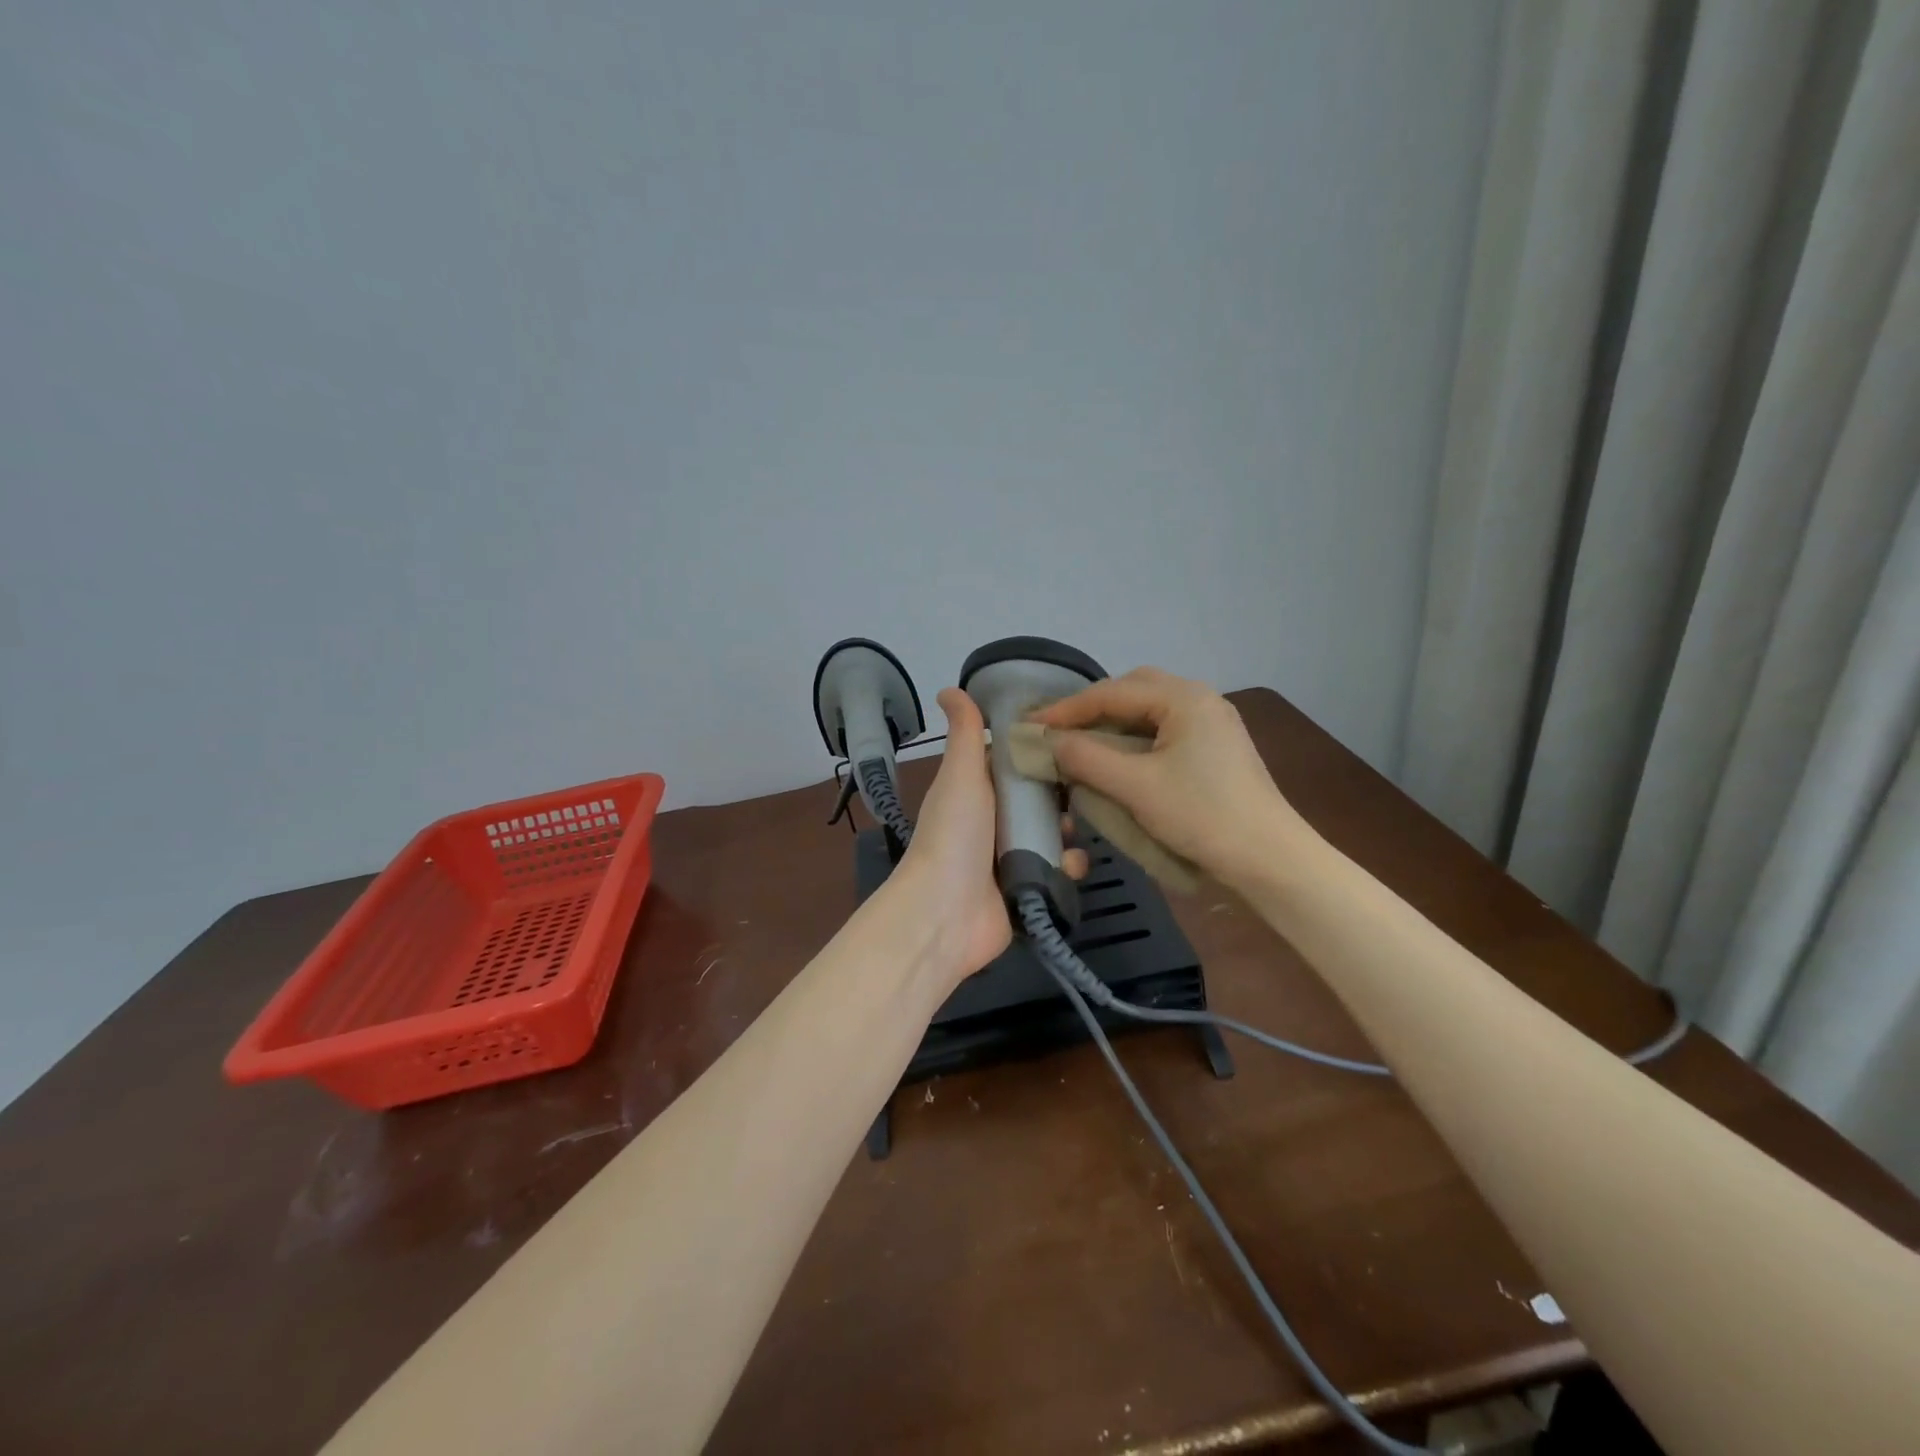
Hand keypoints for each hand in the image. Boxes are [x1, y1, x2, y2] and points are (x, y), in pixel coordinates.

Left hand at [886, 689, 1089, 988]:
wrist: (946, 913)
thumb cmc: (954, 835)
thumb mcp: (960, 775)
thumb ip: (964, 733)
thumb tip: (949, 688)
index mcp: (976, 791)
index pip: (1013, 762)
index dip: (1039, 749)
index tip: (1074, 736)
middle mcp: (993, 821)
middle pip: (1038, 798)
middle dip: (1063, 793)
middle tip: (1088, 784)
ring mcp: (1010, 857)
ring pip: (1053, 834)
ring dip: (1069, 830)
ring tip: (1078, 828)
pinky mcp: (1027, 887)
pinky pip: (1057, 870)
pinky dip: (1067, 866)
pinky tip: (1071, 864)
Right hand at [1029, 668, 1309, 890]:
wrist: (1269, 859)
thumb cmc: (1202, 816)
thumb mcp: (1136, 786)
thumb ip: (1087, 758)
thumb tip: (1049, 742)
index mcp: (1184, 698)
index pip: (1111, 693)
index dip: (1066, 709)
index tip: (1029, 725)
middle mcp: (1200, 700)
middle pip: (1132, 691)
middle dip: (1091, 708)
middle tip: (1057, 730)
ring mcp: (1212, 724)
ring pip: (1149, 712)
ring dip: (1112, 724)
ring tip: (1080, 743)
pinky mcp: (1216, 749)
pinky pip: (1164, 731)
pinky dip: (1133, 739)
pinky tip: (1118, 759)